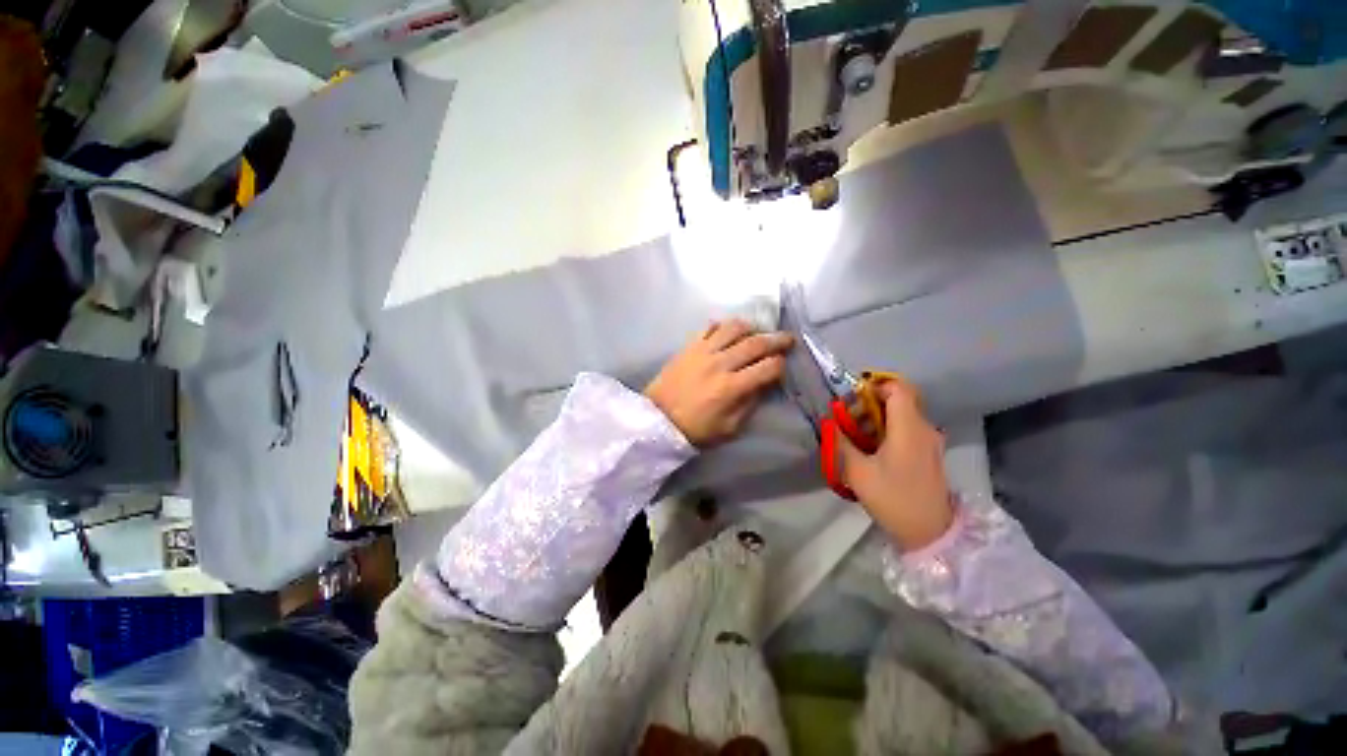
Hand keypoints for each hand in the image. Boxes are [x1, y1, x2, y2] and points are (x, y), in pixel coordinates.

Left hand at [645, 320, 793, 445]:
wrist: (658, 419)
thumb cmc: (695, 429)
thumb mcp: (729, 427)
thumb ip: (749, 404)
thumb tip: (763, 384)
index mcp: (731, 387)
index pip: (767, 368)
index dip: (780, 365)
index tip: (783, 365)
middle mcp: (720, 363)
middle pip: (755, 343)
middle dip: (776, 340)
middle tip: (787, 338)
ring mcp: (703, 351)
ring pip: (733, 328)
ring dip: (750, 328)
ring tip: (756, 332)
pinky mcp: (689, 346)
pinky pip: (709, 327)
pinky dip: (722, 326)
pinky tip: (727, 332)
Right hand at [836, 378, 953, 550]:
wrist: (929, 532)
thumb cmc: (893, 498)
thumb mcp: (857, 471)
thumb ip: (841, 442)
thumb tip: (829, 424)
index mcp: (908, 427)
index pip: (898, 387)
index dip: (875, 385)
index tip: (852, 398)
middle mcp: (924, 427)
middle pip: (899, 399)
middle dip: (870, 403)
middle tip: (847, 419)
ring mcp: (929, 441)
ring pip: (902, 414)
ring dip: (876, 417)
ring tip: (854, 436)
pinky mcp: (929, 452)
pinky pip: (907, 428)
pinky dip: (887, 429)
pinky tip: (870, 448)